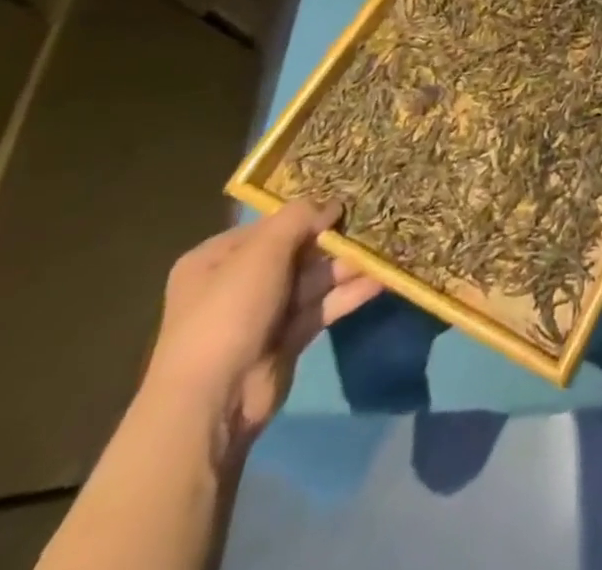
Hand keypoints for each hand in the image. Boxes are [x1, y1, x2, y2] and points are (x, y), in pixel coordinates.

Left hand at [142, 200, 382, 452]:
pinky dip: (349, 294)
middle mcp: (238, 283)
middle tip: (375, 221)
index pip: (269, 226)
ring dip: (348, 265)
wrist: (214, 401)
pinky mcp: (287, 339)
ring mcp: (264, 313)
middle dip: (334, 240)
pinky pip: (322, 307)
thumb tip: (332, 205)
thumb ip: (300, 218)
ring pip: (314, 279)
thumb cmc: (230, 311)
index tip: (347, 201)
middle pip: (297, 251)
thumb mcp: (263, 250)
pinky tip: (382, 279)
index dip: (306, 213)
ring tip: (386, 247)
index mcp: (217, 259)